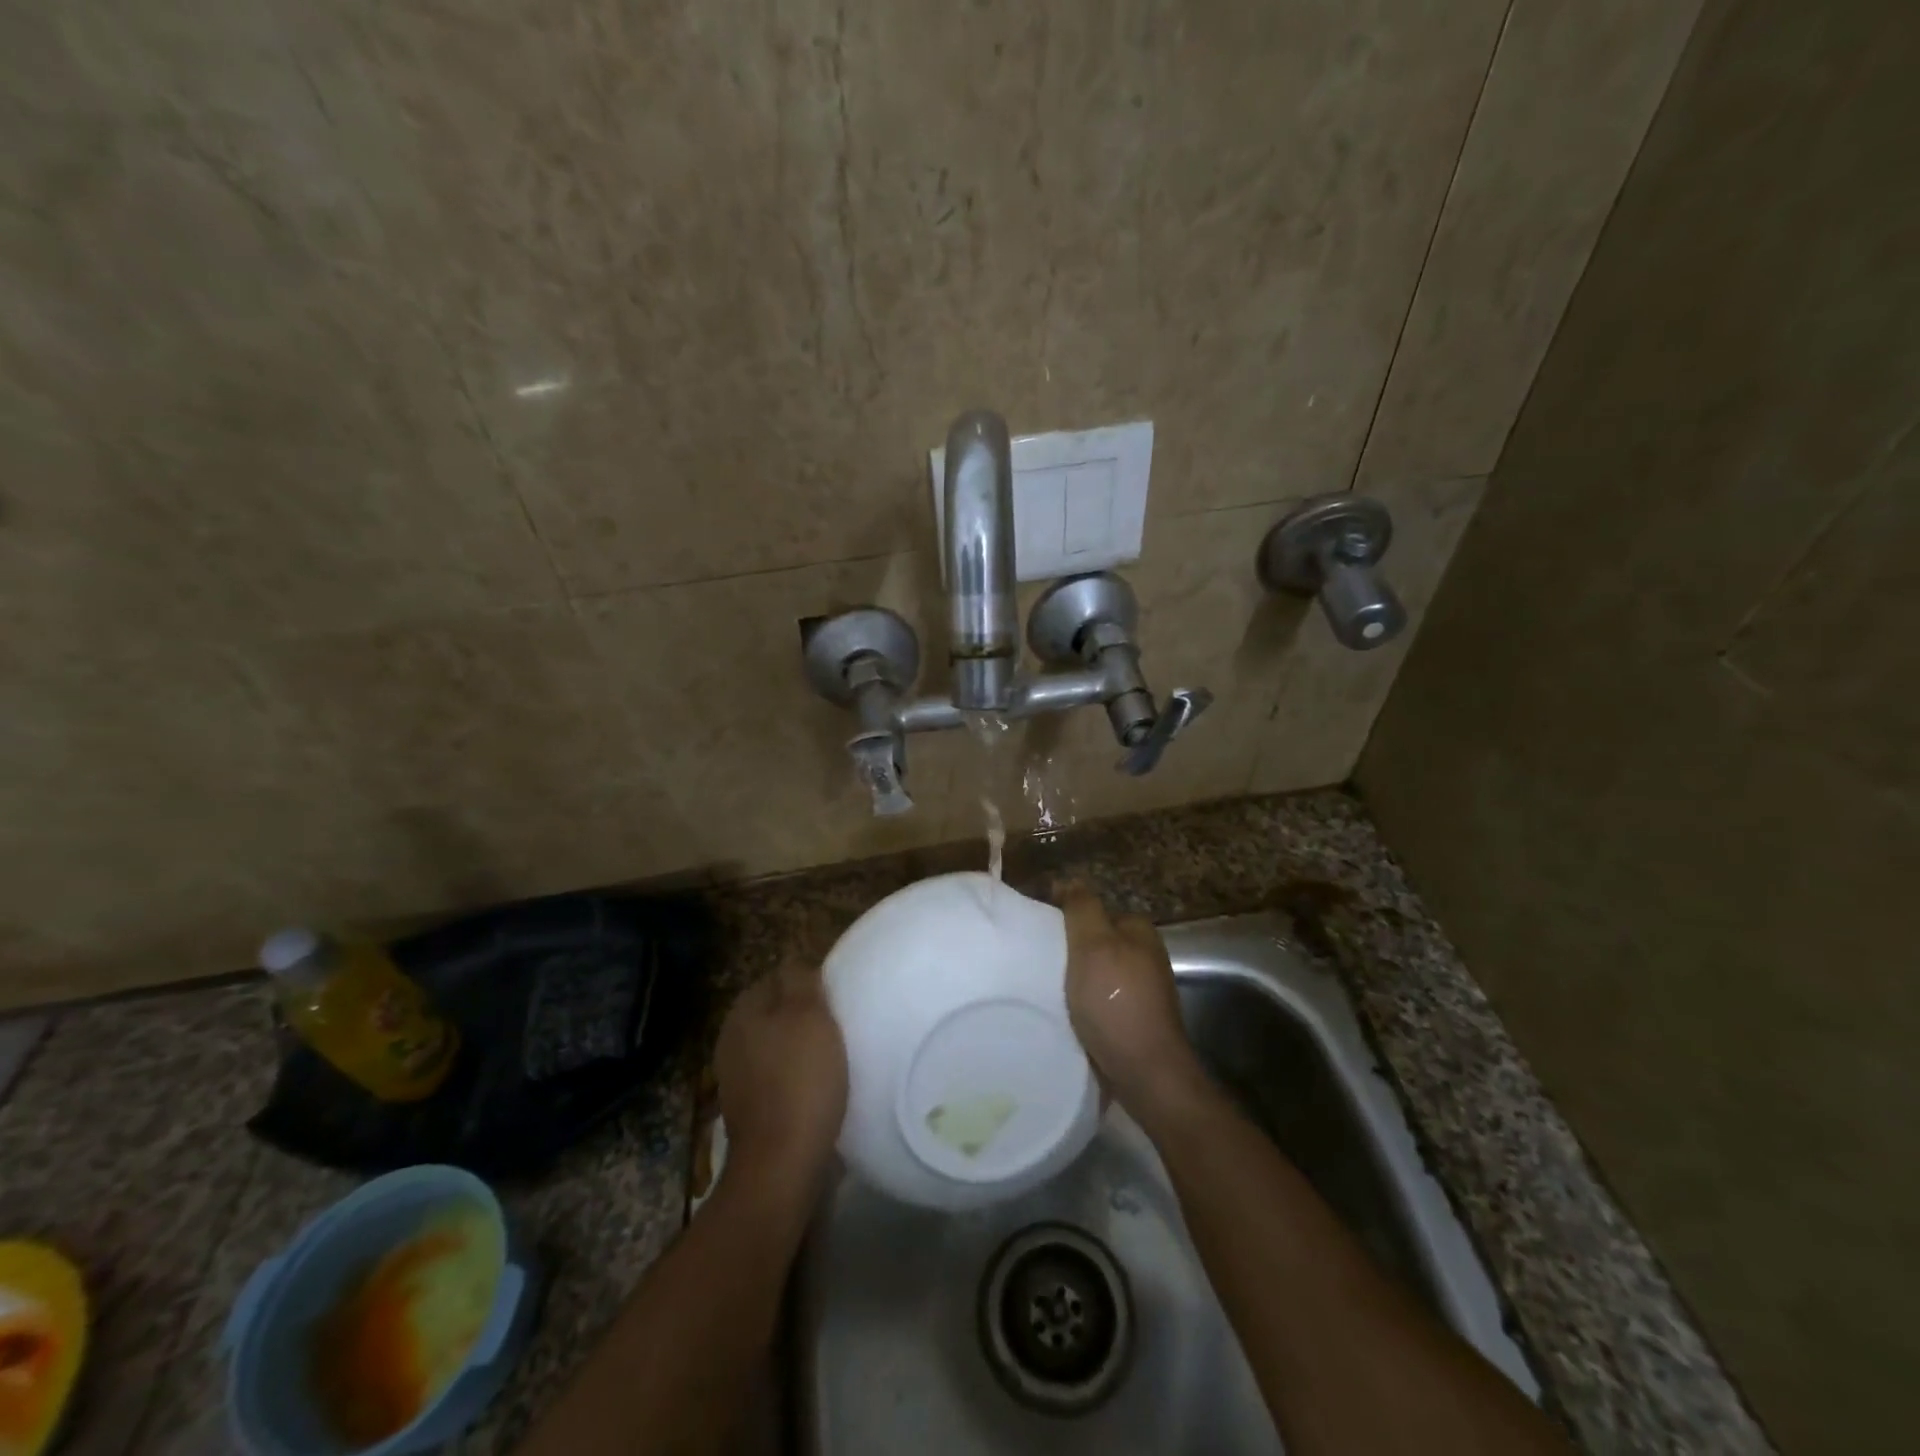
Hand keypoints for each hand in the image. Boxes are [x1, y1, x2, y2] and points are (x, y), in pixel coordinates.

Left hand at [714, 957, 847, 1197]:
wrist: (781, 1165)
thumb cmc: (800, 1080)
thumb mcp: (808, 1015)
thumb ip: (800, 981)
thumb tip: (794, 964)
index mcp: (742, 1012)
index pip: (777, 976)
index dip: (808, 982)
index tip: (836, 997)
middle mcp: (732, 1040)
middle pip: (775, 1012)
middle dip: (804, 1015)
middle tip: (840, 1024)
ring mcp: (736, 1078)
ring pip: (777, 1046)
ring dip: (802, 1048)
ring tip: (835, 1057)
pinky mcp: (749, 1110)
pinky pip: (778, 1078)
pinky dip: (797, 1078)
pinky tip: (820, 1088)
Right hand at [1057, 884, 1205, 1115]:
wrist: (1146, 1074)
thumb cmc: (1116, 1002)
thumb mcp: (1094, 945)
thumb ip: (1082, 908)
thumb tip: (1069, 880)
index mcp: (1139, 931)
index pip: (1094, 908)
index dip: (1064, 914)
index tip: (1035, 928)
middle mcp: (1145, 956)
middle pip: (1095, 941)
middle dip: (1068, 948)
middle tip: (1035, 960)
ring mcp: (1142, 990)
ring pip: (1096, 972)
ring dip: (1073, 978)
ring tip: (1043, 988)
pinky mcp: (1134, 1020)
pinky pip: (1100, 1000)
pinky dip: (1082, 1004)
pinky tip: (1064, 1013)